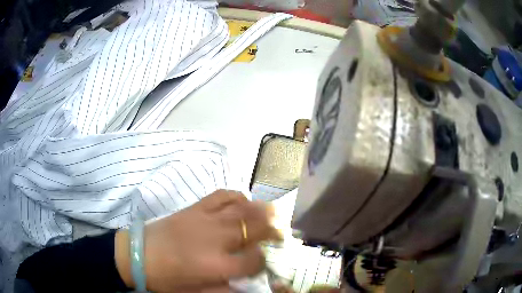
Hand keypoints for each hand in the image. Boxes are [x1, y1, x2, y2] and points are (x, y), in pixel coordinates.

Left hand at [115, 190, 279, 292]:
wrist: (138, 254)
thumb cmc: (167, 279)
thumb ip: (225, 292)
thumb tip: (247, 289)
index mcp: (217, 265)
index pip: (254, 261)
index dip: (263, 262)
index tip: (262, 263)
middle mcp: (216, 239)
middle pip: (254, 229)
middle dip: (273, 229)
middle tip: (281, 231)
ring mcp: (205, 219)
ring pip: (242, 209)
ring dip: (261, 210)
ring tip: (273, 213)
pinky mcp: (195, 208)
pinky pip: (221, 195)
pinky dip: (235, 195)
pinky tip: (242, 200)